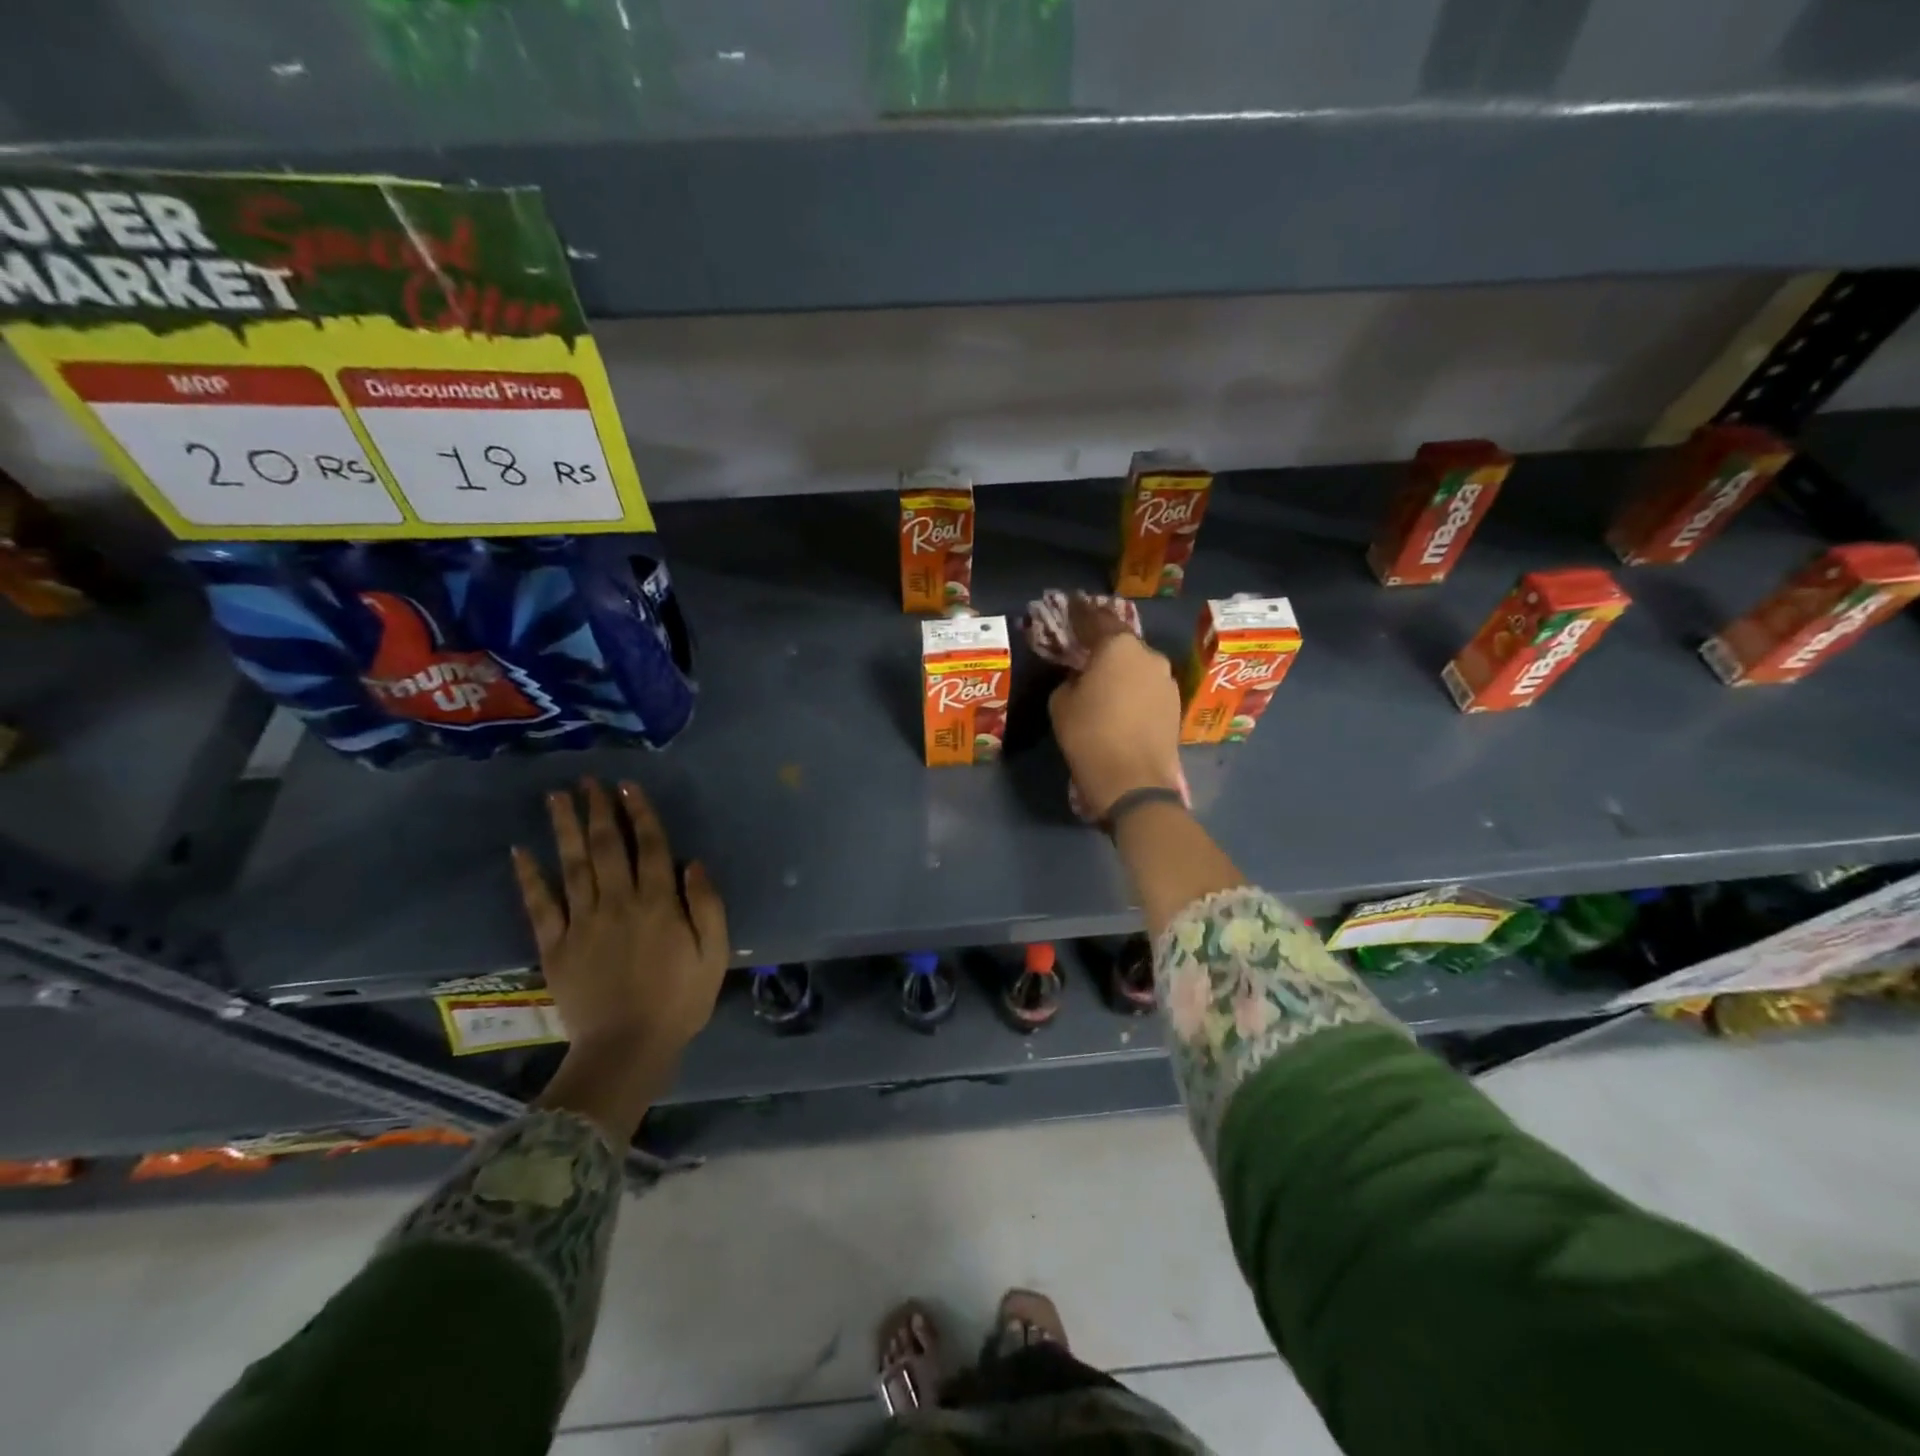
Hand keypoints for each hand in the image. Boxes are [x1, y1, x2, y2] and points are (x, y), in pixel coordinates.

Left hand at [513, 779, 727, 1141]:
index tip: (627, 786)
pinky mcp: (555, 947)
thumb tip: (693, 862)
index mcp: (659, 903)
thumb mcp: (715, 954)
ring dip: (564, 828)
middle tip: (587, 780)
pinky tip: (520, 851)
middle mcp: (618, 903)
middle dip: (598, 810)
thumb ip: (707, 905)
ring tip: (556, 798)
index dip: (639, 813)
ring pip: (572, 865)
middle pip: (607, 847)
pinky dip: (529, 877)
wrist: (628, 1049)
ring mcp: (582, 923)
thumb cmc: (680, 1000)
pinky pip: (539, 905)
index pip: (650, 846)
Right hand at [1047, 595, 1183, 818]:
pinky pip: (1147, 688)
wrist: (1133, 781)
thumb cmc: (1090, 735)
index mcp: (1119, 647)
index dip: (1080, 613)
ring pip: (1137, 667)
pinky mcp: (1175, 705)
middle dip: (1103, 646)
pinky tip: (1120, 704)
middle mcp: (1149, 655)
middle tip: (1085, 652)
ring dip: (1121, 670)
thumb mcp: (1061, 703)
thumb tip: (1081, 678)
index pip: (1096, 620)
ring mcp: (1167, 680)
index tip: (1070, 605)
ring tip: (1103, 684)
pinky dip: (1133, 690)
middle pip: (1121, 644)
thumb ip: (1070, 679)